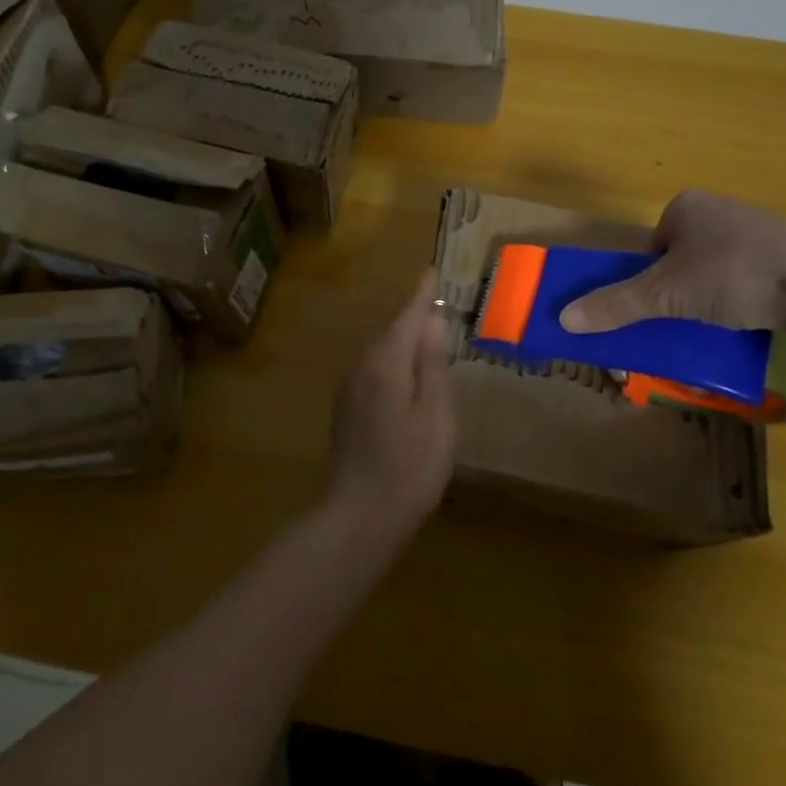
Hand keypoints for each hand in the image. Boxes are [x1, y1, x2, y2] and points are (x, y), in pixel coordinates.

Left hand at [324, 269, 455, 543]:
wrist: (360, 514)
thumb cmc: (409, 465)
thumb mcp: (435, 413)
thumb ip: (432, 363)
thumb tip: (432, 319)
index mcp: (386, 362)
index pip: (407, 316)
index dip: (422, 295)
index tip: (431, 271)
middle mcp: (362, 366)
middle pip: (392, 331)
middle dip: (414, 316)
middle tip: (437, 302)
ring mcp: (350, 388)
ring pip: (382, 352)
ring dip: (403, 340)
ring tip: (427, 336)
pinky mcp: (347, 409)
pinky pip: (375, 371)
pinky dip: (393, 363)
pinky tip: (406, 377)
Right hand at [559, 190, 785, 335]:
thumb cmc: (731, 276)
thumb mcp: (665, 295)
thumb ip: (616, 305)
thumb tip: (563, 318)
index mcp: (686, 205)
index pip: (653, 245)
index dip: (651, 278)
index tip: (663, 306)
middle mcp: (720, 208)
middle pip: (683, 256)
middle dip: (682, 288)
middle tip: (689, 318)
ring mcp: (758, 227)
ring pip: (718, 266)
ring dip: (714, 293)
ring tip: (723, 321)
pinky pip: (752, 274)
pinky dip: (746, 295)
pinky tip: (754, 316)